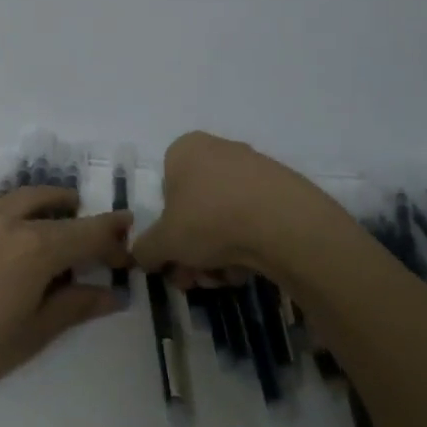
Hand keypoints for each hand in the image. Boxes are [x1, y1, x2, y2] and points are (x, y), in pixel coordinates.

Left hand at [0, 184, 133, 405]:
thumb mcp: (31, 335)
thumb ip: (74, 307)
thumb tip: (113, 294)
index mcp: (37, 250)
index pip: (88, 234)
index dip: (113, 240)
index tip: (128, 250)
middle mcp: (9, 222)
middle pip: (58, 211)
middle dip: (85, 221)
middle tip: (98, 238)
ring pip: (20, 195)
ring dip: (47, 200)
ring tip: (58, 212)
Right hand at [131, 131, 339, 284]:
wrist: (284, 223)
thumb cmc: (210, 219)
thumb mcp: (163, 242)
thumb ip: (145, 249)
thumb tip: (142, 255)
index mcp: (185, 149)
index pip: (165, 189)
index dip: (166, 228)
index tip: (174, 258)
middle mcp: (219, 149)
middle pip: (195, 208)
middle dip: (193, 249)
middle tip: (197, 278)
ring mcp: (254, 167)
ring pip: (224, 217)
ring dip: (219, 253)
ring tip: (226, 277)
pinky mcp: (283, 188)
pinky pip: (254, 219)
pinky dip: (248, 244)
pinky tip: (251, 267)